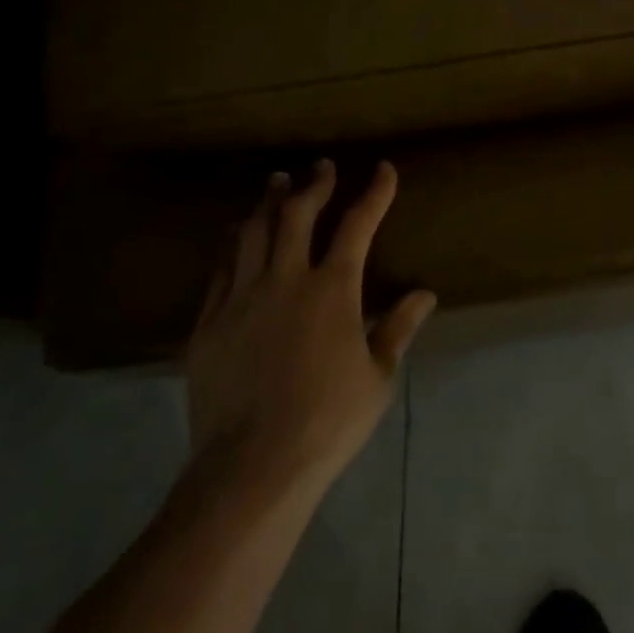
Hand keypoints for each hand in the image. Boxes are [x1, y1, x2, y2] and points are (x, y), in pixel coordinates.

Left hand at [184, 159, 435, 498]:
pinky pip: (221, 268)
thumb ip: (398, 328)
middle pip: (297, 214)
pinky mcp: (209, 321)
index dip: (374, 192)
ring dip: (269, 201)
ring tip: (278, 182)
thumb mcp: (377, 377)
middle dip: (314, 184)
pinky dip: (233, 242)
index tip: (383, 169)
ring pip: (253, 232)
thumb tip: (425, 294)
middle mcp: (285, 279)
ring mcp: (241, 297)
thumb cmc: (328, 421)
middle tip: (322, 166)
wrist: (252, 466)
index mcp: (332, 290)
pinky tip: (236, 234)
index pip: (358, 225)